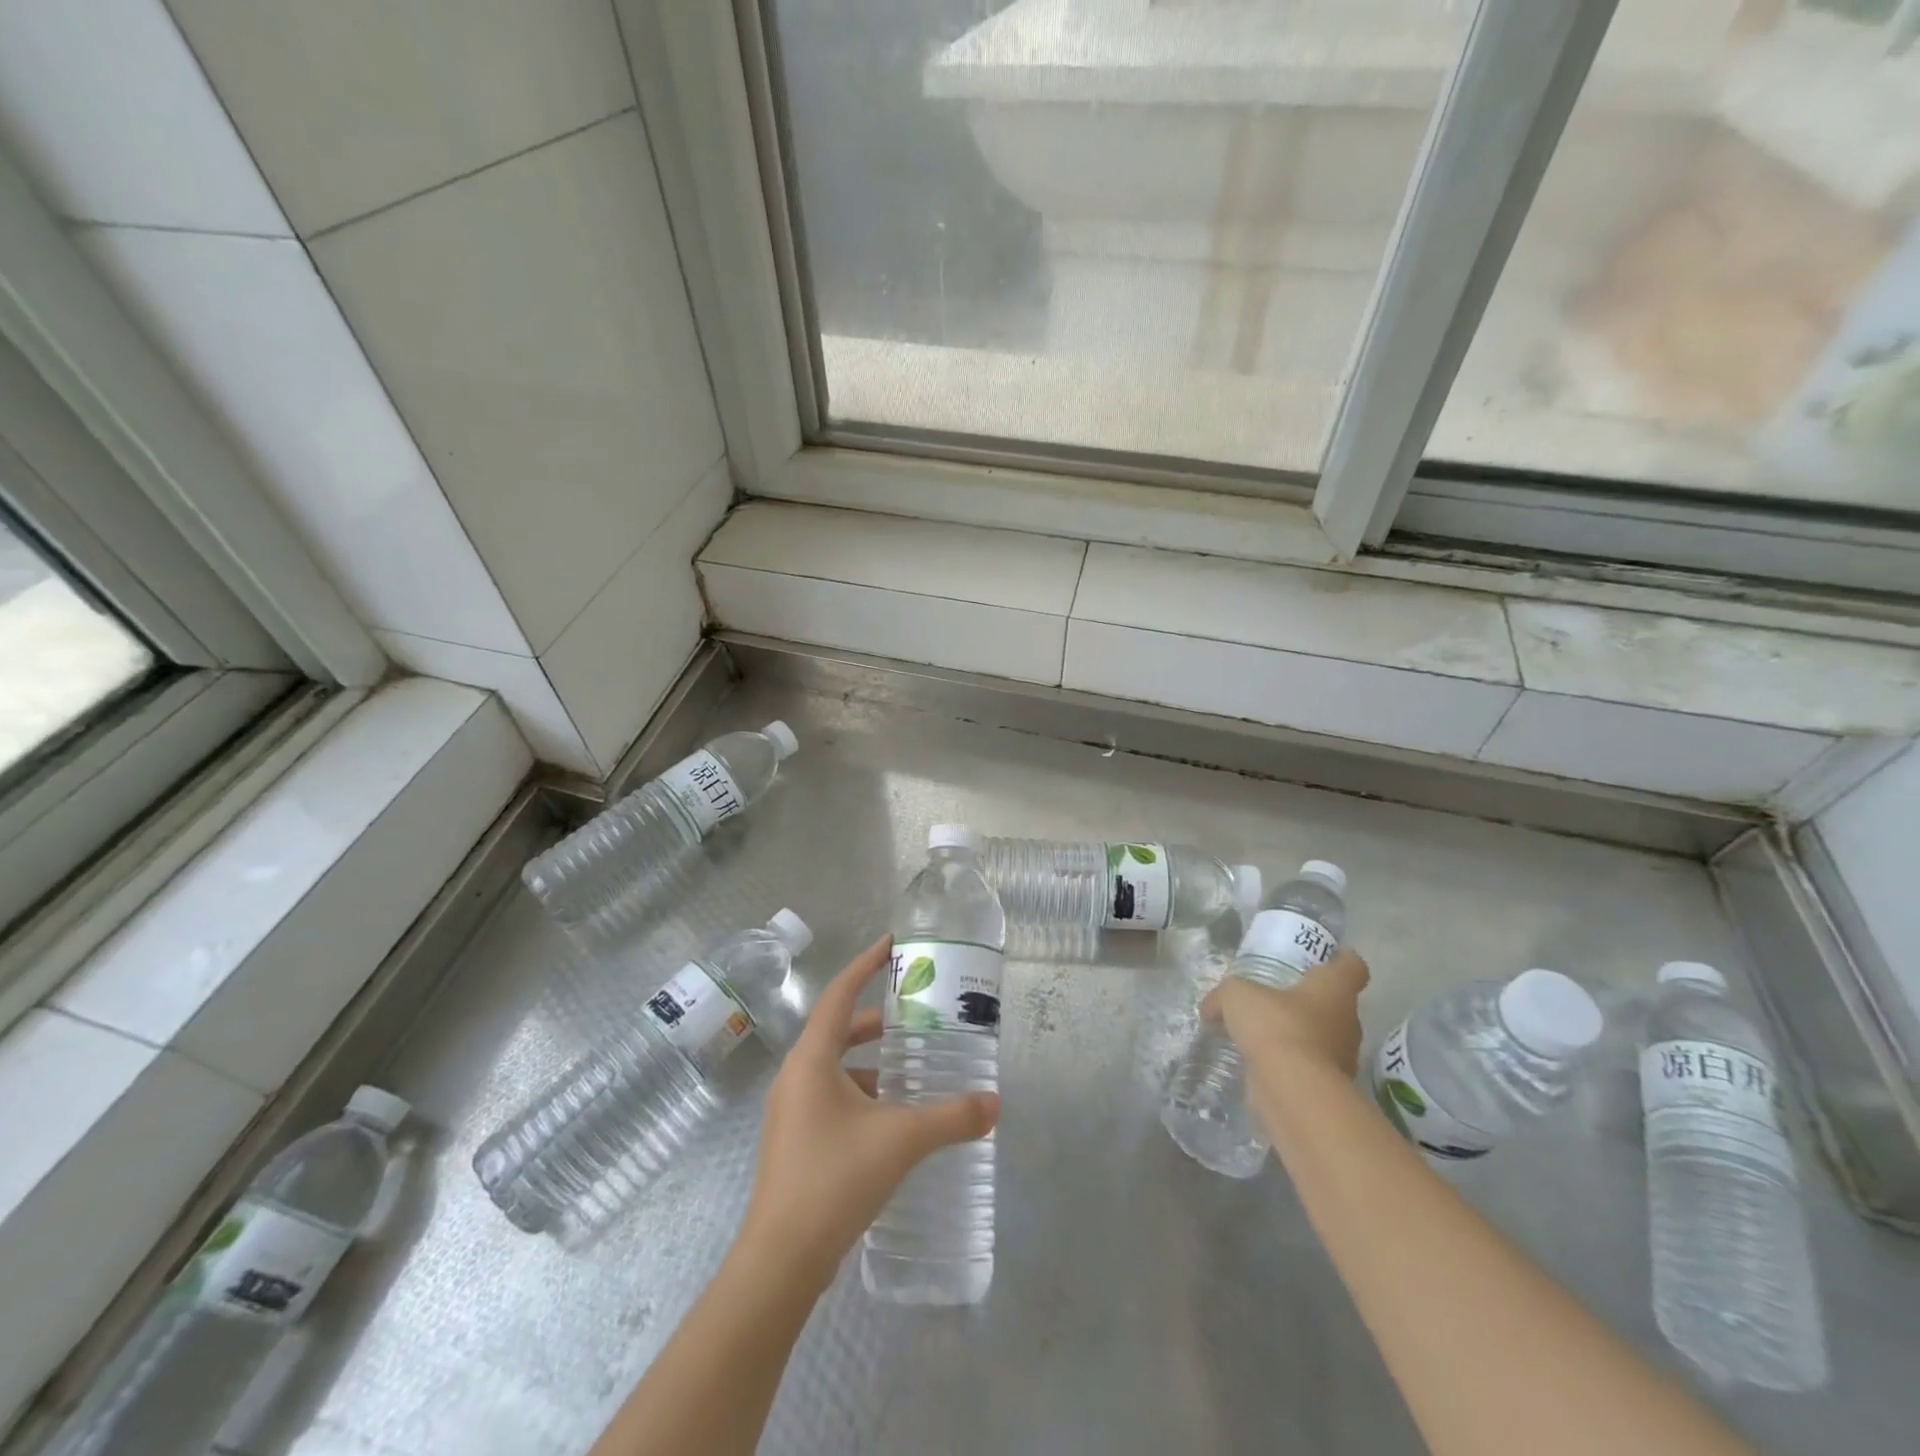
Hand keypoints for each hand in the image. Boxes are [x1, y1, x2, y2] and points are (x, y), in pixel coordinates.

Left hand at [736, 935, 998, 1290]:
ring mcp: (792, 1111)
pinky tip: (894, 1117)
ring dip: (872, 1061)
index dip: (866, 965)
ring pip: (836, 1067)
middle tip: (918, 1013)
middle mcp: (796, 1076)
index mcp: (811, 1059)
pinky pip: (832, 1097)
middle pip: (839, 1030)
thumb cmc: (834, 1179)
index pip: (840, 994)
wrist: (780, 1261)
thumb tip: (994, 1103)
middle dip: (878, 1019)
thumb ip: (951, 1118)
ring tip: (914, 1066)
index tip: (893, 945)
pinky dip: (863, 1093)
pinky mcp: (797, 1141)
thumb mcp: (900, 1140)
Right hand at [1202, 946, 1370, 1080]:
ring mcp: (1342, 1058)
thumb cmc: (1276, 1026)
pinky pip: (1308, 1067)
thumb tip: (1211, 1008)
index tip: (1330, 957)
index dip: (1343, 959)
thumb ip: (1225, 996)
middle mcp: (1346, 1022)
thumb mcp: (1238, 995)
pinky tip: (1260, 1063)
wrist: (1293, 1090)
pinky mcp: (1327, 1088)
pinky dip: (1289, 1064)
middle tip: (1279, 998)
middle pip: (1337, 1005)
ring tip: (1263, 1034)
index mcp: (1334, 990)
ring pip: (1323, 1038)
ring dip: (1299, 1035)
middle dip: (1310, 1002)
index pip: (1353, 967)